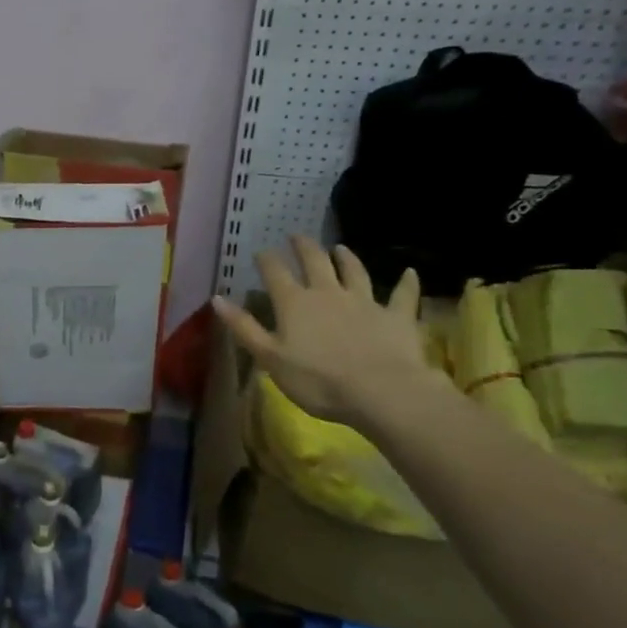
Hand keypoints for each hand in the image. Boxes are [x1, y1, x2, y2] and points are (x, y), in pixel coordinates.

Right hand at [212, 237, 437, 427]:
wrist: (381, 391)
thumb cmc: (317, 380)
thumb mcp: (270, 358)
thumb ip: (244, 327)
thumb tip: (216, 298)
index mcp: (295, 303)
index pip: (275, 273)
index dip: (266, 260)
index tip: (261, 252)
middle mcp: (328, 293)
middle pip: (315, 261)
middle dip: (304, 247)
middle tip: (297, 236)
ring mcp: (365, 301)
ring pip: (355, 271)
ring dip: (347, 258)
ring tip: (340, 247)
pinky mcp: (396, 316)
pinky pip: (402, 295)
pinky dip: (406, 283)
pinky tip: (410, 273)